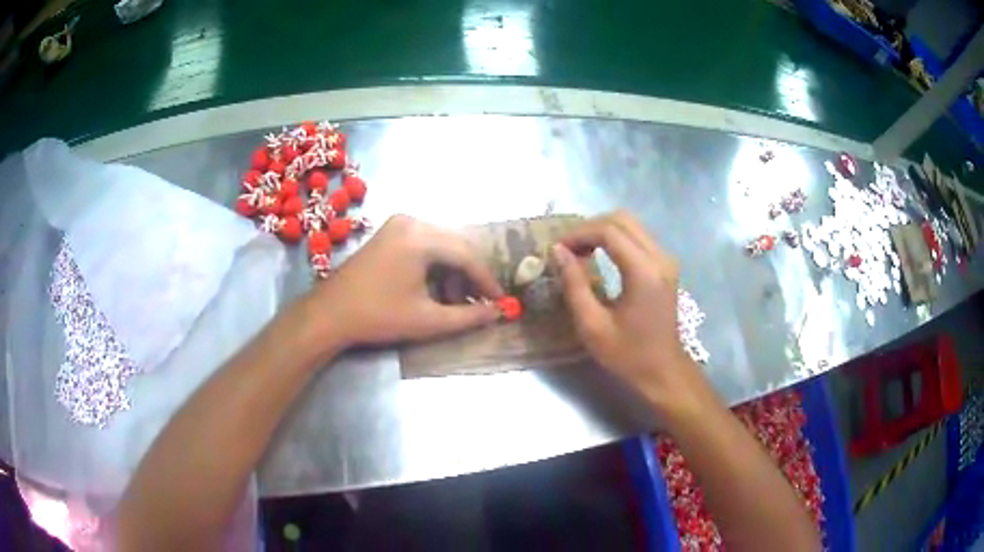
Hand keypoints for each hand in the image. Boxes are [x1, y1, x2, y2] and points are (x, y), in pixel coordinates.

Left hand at [306, 215, 502, 352]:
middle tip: (478, 304)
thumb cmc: (378, 316)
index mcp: (421, 237)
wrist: (330, 314)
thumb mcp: (428, 320)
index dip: (487, 281)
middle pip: (456, 247)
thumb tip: (498, 312)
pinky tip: (434, 289)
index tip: (501, 301)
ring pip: (441, 246)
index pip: (467, 256)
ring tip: (453, 302)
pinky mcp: (389, 233)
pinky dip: (435, 266)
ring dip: (452, 273)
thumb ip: (468, 316)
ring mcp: (398, 224)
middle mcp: (412, 221)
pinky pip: (424, 245)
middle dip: (469, 277)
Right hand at [551, 211, 709, 413]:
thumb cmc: (628, 354)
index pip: (609, 231)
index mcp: (644, 271)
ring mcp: (666, 260)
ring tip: (579, 250)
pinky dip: (615, 239)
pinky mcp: (666, 266)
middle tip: (567, 247)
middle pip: (622, 219)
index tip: (558, 249)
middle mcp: (660, 257)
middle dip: (590, 227)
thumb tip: (558, 251)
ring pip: (632, 225)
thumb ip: (574, 284)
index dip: (579, 234)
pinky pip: (639, 237)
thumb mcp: (592, 325)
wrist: (664, 371)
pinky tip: (599, 255)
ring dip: (602, 231)